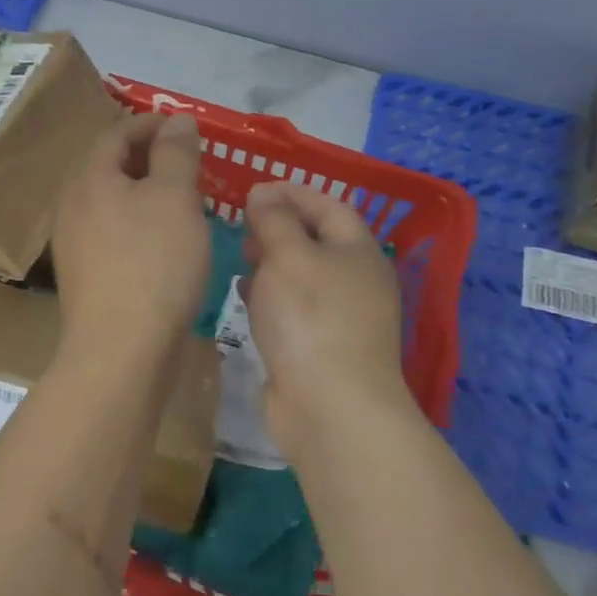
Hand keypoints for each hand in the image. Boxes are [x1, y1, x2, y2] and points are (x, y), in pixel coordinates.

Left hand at [53, 113, 209, 360]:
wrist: (120, 351)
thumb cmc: (152, 264)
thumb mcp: (174, 198)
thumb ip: (176, 153)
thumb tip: (177, 119)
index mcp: (89, 180)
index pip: (117, 133)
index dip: (152, 123)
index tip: (188, 128)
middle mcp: (73, 207)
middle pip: (111, 168)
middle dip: (151, 159)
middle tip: (191, 164)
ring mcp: (75, 245)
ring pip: (113, 204)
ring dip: (147, 195)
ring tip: (185, 202)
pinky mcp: (86, 277)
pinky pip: (115, 235)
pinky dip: (141, 226)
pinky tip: (167, 244)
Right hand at [242, 180, 417, 454]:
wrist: (329, 405)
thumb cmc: (310, 317)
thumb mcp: (288, 254)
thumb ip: (273, 219)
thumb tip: (264, 193)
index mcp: (358, 251)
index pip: (329, 206)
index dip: (292, 192)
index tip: (253, 189)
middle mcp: (354, 281)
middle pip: (315, 240)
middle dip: (277, 227)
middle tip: (241, 226)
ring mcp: (338, 317)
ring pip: (300, 275)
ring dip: (270, 262)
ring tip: (238, 258)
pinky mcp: (318, 346)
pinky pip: (292, 308)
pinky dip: (269, 296)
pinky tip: (245, 299)